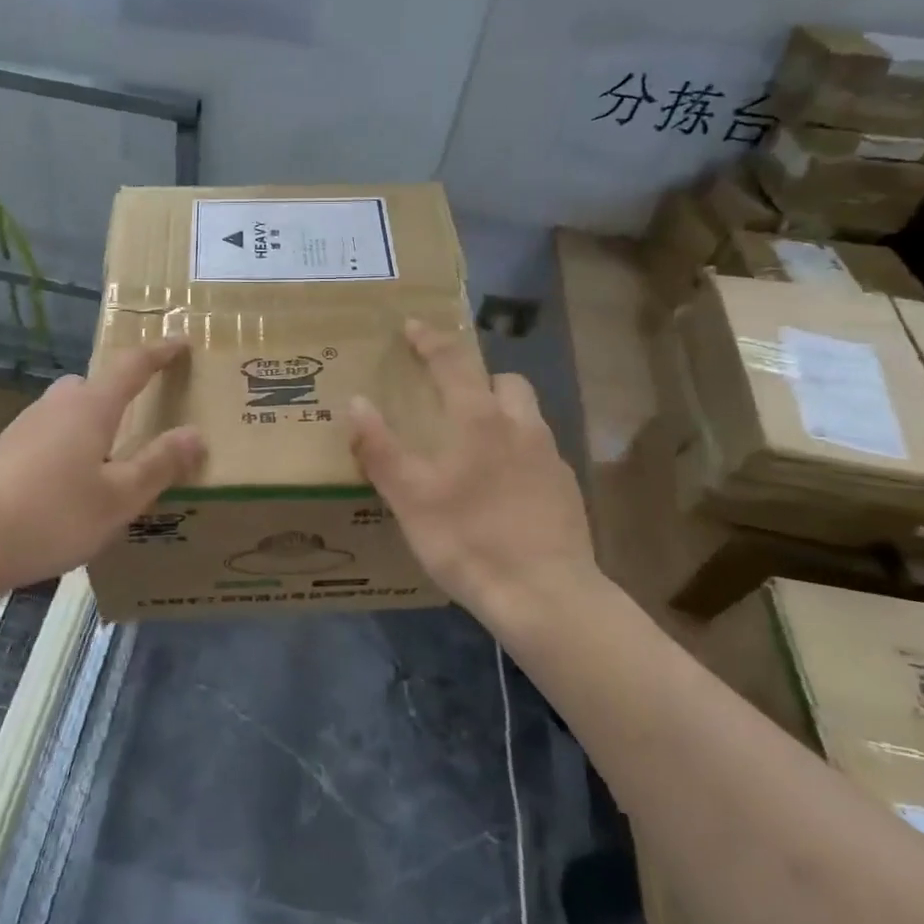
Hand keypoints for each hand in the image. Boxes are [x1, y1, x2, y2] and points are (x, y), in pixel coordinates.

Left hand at [0, 339, 204, 590]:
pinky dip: (68, 446)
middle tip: (142, 415)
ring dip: (92, 424)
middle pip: (94, 385)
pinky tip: (69, 485)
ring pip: (68, 412)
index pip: (132, 366)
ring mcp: (25, 427)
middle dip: (120, 393)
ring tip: (109, 460)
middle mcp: (57, 406)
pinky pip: (49, 435)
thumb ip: (159, 464)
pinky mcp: (4, 452)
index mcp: (91, 407)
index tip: (181, 343)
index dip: (159, 353)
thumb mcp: (119, 498)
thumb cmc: (53, 514)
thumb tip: (195, 434)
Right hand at [348, 321, 598, 619]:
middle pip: (505, 381)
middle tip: (450, 397)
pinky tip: (500, 488)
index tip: (412, 326)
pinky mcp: (567, 491)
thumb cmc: (468, 540)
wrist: (546, 597)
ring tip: (472, 445)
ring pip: (526, 416)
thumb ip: (380, 448)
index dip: (431, 340)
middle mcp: (522, 427)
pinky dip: (516, 452)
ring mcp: (551, 459)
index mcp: (481, 420)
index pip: (454, 362)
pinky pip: (538, 452)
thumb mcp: (410, 498)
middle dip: (478, 378)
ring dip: (500, 414)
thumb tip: (356, 402)